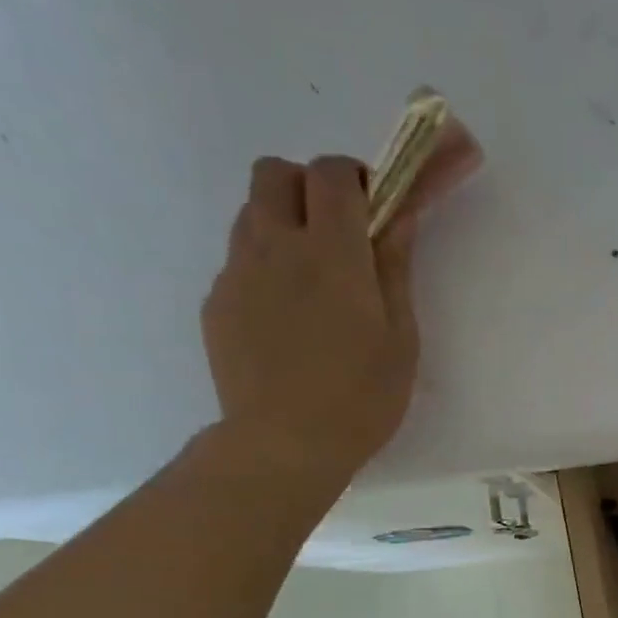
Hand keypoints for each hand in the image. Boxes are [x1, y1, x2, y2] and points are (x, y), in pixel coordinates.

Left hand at [201, 129, 481, 491]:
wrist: (285, 444)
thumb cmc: (361, 397)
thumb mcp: (400, 336)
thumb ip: (394, 269)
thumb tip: (398, 217)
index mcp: (331, 253)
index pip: (332, 173)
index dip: (356, 176)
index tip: (375, 205)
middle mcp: (275, 246)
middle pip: (275, 172)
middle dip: (309, 186)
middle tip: (339, 232)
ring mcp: (237, 273)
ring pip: (252, 213)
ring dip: (285, 224)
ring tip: (314, 280)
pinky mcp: (217, 302)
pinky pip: (240, 261)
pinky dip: (266, 268)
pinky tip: (288, 320)